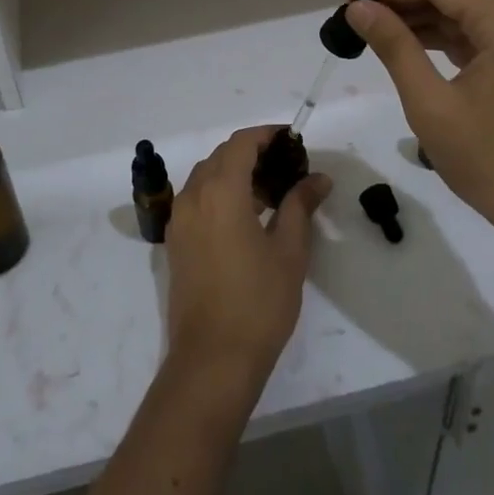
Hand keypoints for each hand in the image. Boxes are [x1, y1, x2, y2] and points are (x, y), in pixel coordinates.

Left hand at [164, 126, 331, 386]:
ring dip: (235, 173)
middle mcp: (193, 195)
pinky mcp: (175, 241)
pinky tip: (246, 217)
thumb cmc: (258, 302)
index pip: (242, 143)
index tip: (293, 140)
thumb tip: (318, 178)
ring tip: (271, 193)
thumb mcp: (289, 251)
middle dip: (253, 153)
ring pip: (206, 177)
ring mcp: (179, 219)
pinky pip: (197, 199)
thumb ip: (300, 206)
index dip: (267, 135)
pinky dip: (220, 193)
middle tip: (287, 168)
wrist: (212, 359)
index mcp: (221, 191)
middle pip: (222, 156)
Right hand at [344, 0, 493, 256]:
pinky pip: (476, 38)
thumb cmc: (490, 161)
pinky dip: (440, 37)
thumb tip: (360, 9)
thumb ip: (395, 47)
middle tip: (355, 7)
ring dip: (420, 16)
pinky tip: (408, 43)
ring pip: (464, 15)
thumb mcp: (431, 104)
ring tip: (372, 24)